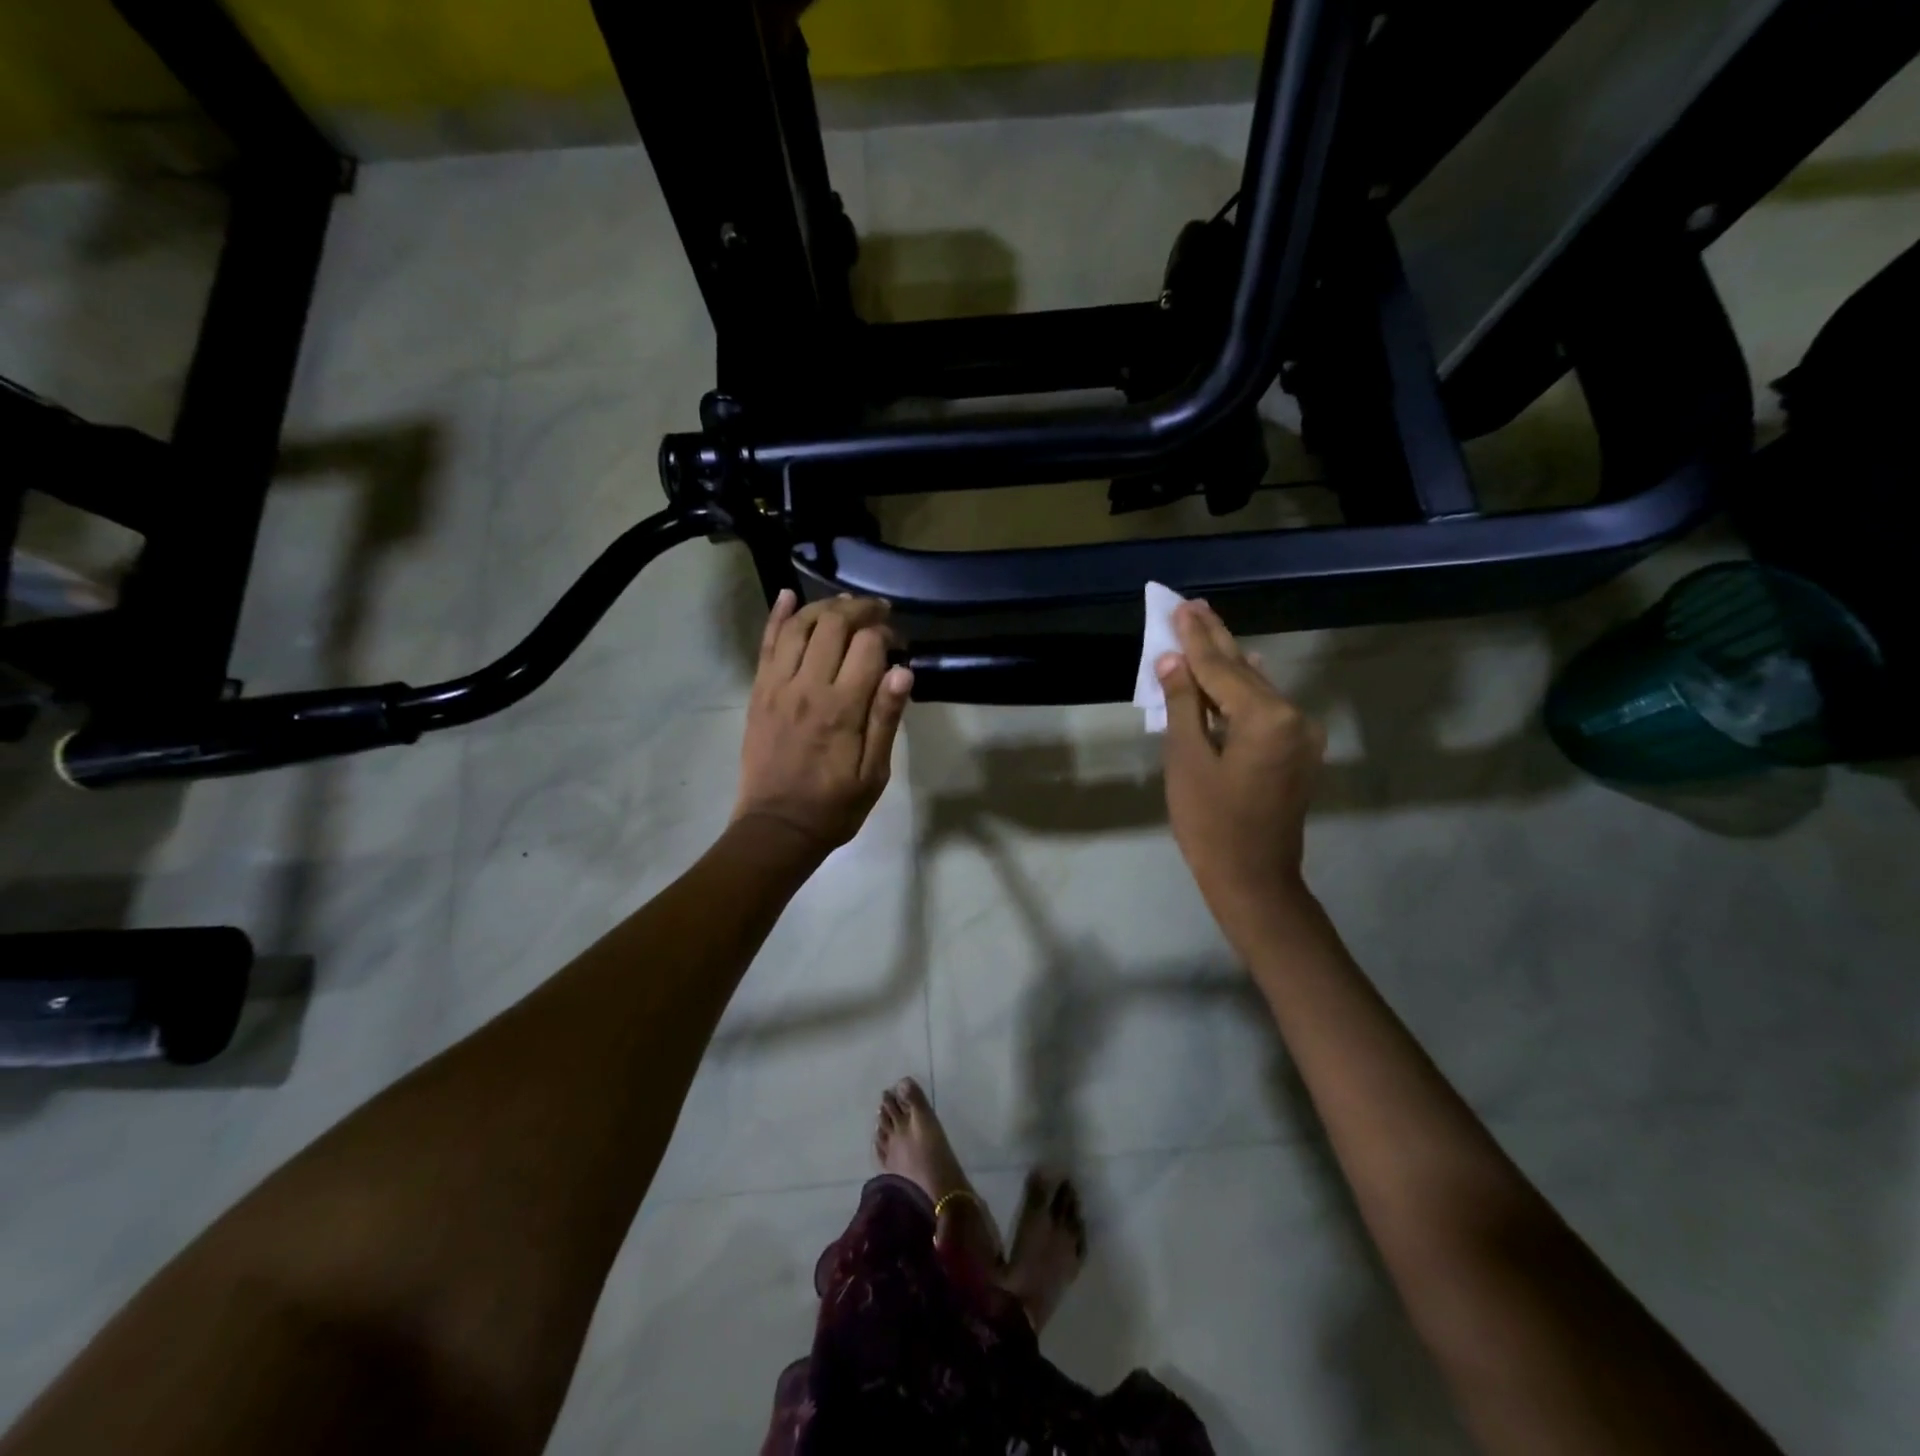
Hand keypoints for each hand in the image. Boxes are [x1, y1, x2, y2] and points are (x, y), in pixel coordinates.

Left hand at [734, 591, 912, 856]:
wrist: (776, 827)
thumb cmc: (834, 805)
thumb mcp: (874, 773)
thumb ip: (886, 719)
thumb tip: (903, 670)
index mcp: (842, 708)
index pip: (868, 646)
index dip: (887, 634)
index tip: (898, 642)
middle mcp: (808, 687)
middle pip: (833, 624)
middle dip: (860, 609)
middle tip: (878, 612)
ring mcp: (777, 686)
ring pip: (799, 626)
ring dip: (824, 607)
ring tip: (844, 604)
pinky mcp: (759, 691)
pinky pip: (767, 644)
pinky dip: (778, 616)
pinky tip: (788, 595)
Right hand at [1157, 601, 1325, 944]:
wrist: (1252, 877)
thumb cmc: (1209, 823)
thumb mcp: (1186, 761)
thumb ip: (1183, 705)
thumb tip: (1172, 662)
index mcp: (1266, 718)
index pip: (1221, 667)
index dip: (1195, 639)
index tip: (1180, 607)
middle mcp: (1293, 716)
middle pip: (1244, 670)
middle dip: (1215, 640)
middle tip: (1193, 605)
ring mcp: (1302, 734)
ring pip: (1257, 688)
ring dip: (1228, 662)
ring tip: (1206, 628)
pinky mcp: (1298, 750)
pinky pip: (1266, 708)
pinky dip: (1242, 690)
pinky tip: (1238, 666)